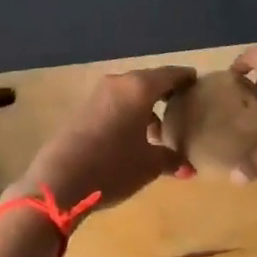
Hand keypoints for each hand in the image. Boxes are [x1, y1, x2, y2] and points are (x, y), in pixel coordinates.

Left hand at [8, 65, 196, 213]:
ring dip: (145, 107)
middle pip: (148, 81)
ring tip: (160, 130)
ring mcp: (97, 96)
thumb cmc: (112, 166)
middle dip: (166, 93)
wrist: (59, 181)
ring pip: (130, 94)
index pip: (170, 75)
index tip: (198, 83)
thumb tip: (188, 166)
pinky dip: (128, 114)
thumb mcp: (149, 165)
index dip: (185, 78)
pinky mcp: (83, 110)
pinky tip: (133, 138)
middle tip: (183, 107)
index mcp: (139, 88)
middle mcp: (118, 84)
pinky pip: (114, 105)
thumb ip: (171, 159)